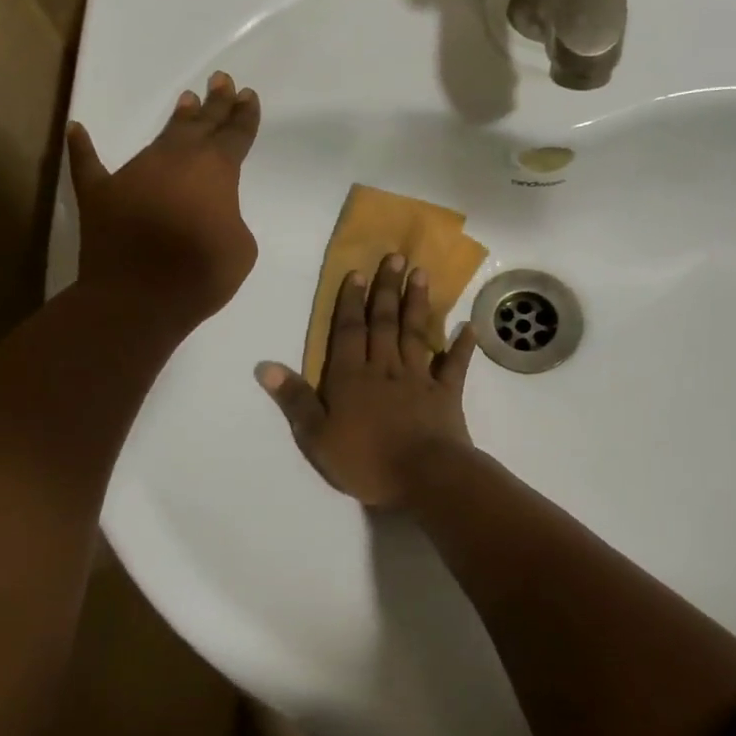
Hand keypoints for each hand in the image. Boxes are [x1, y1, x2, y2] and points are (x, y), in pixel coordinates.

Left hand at [68, 71, 260, 327]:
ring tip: (186, 100)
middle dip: (214, 103)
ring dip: (176, 120)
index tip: (248, 95)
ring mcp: (134, 172)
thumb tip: (211, 212)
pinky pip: (88, 164)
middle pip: (200, 125)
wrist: (138, 297)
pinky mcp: (99, 192)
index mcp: (215, 169)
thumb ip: (230, 218)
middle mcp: (175, 159)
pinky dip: (82, 148)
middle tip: (221, 80)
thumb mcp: (241, 248)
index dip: (244, 116)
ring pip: (159, 138)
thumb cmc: (200, 273)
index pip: (235, 135)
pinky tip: (77, 129)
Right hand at [255, 254, 477, 508]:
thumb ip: (294, 399)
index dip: (351, 302)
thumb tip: (265, 366)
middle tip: (396, 257)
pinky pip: (454, 366)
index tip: (358, 272)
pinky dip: (462, 347)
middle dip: (387, 289)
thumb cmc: (365, 460)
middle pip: (384, 322)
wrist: (424, 477)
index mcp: (351, 377)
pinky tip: (469, 327)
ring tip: (422, 274)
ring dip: (417, 304)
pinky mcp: (446, 395)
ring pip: (416, 334)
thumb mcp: (316, 436)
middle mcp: (385, 368)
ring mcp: (419, 379)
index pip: (349, 331)